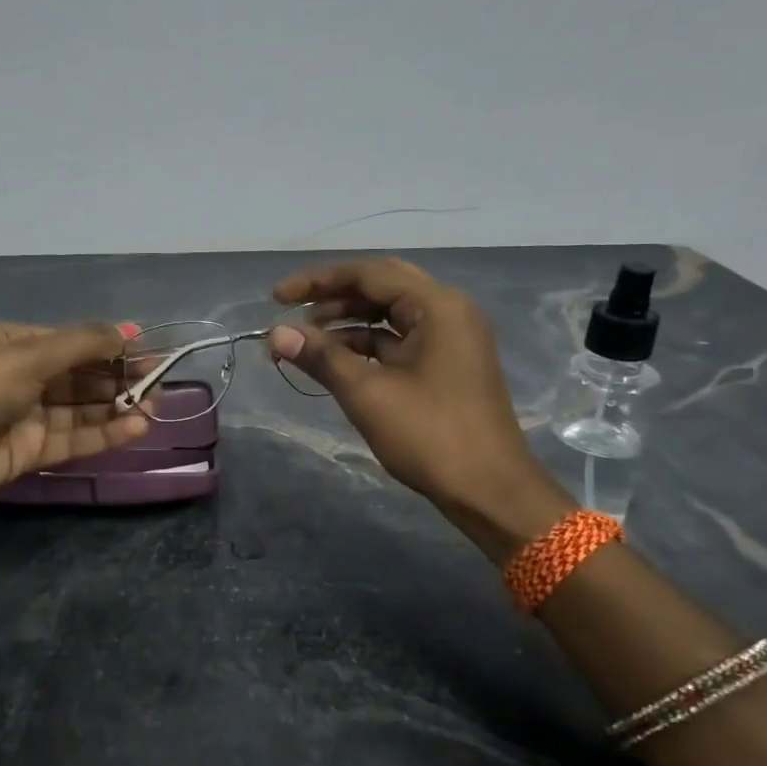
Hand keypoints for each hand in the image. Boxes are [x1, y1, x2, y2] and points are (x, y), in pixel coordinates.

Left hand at [0, 321, 151, 514]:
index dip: (111, 346)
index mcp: (16, 344)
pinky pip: (74, 439)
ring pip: (82, 409)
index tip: (149, 353)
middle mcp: (24, 376)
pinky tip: (136, 428)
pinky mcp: (30, 451)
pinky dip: (104, 433)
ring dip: (117, 407)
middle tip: (160, 383)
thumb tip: (130, 331)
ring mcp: (27, 416)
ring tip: (156, 407)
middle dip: (119, 377)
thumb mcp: (29, 355)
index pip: (74, 341)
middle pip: (81, 375)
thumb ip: (84, 344)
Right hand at [268, 258, 571, 556]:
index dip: (318, 282)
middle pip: (381, 288)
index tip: (276, 298)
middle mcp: (448, 311)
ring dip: (347, 323)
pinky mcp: (447, 364)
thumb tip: (276, 333)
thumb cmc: (430, 436)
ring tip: (306, 340)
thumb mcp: (368, 394)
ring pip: (390, 315)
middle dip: (333, 297)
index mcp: (437, 306)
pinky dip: (367, 345)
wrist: (490, 492)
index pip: (369, 274)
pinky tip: (336, 361)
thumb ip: (321, 356)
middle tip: (292, 311)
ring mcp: (451, 338)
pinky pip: (400, 340)